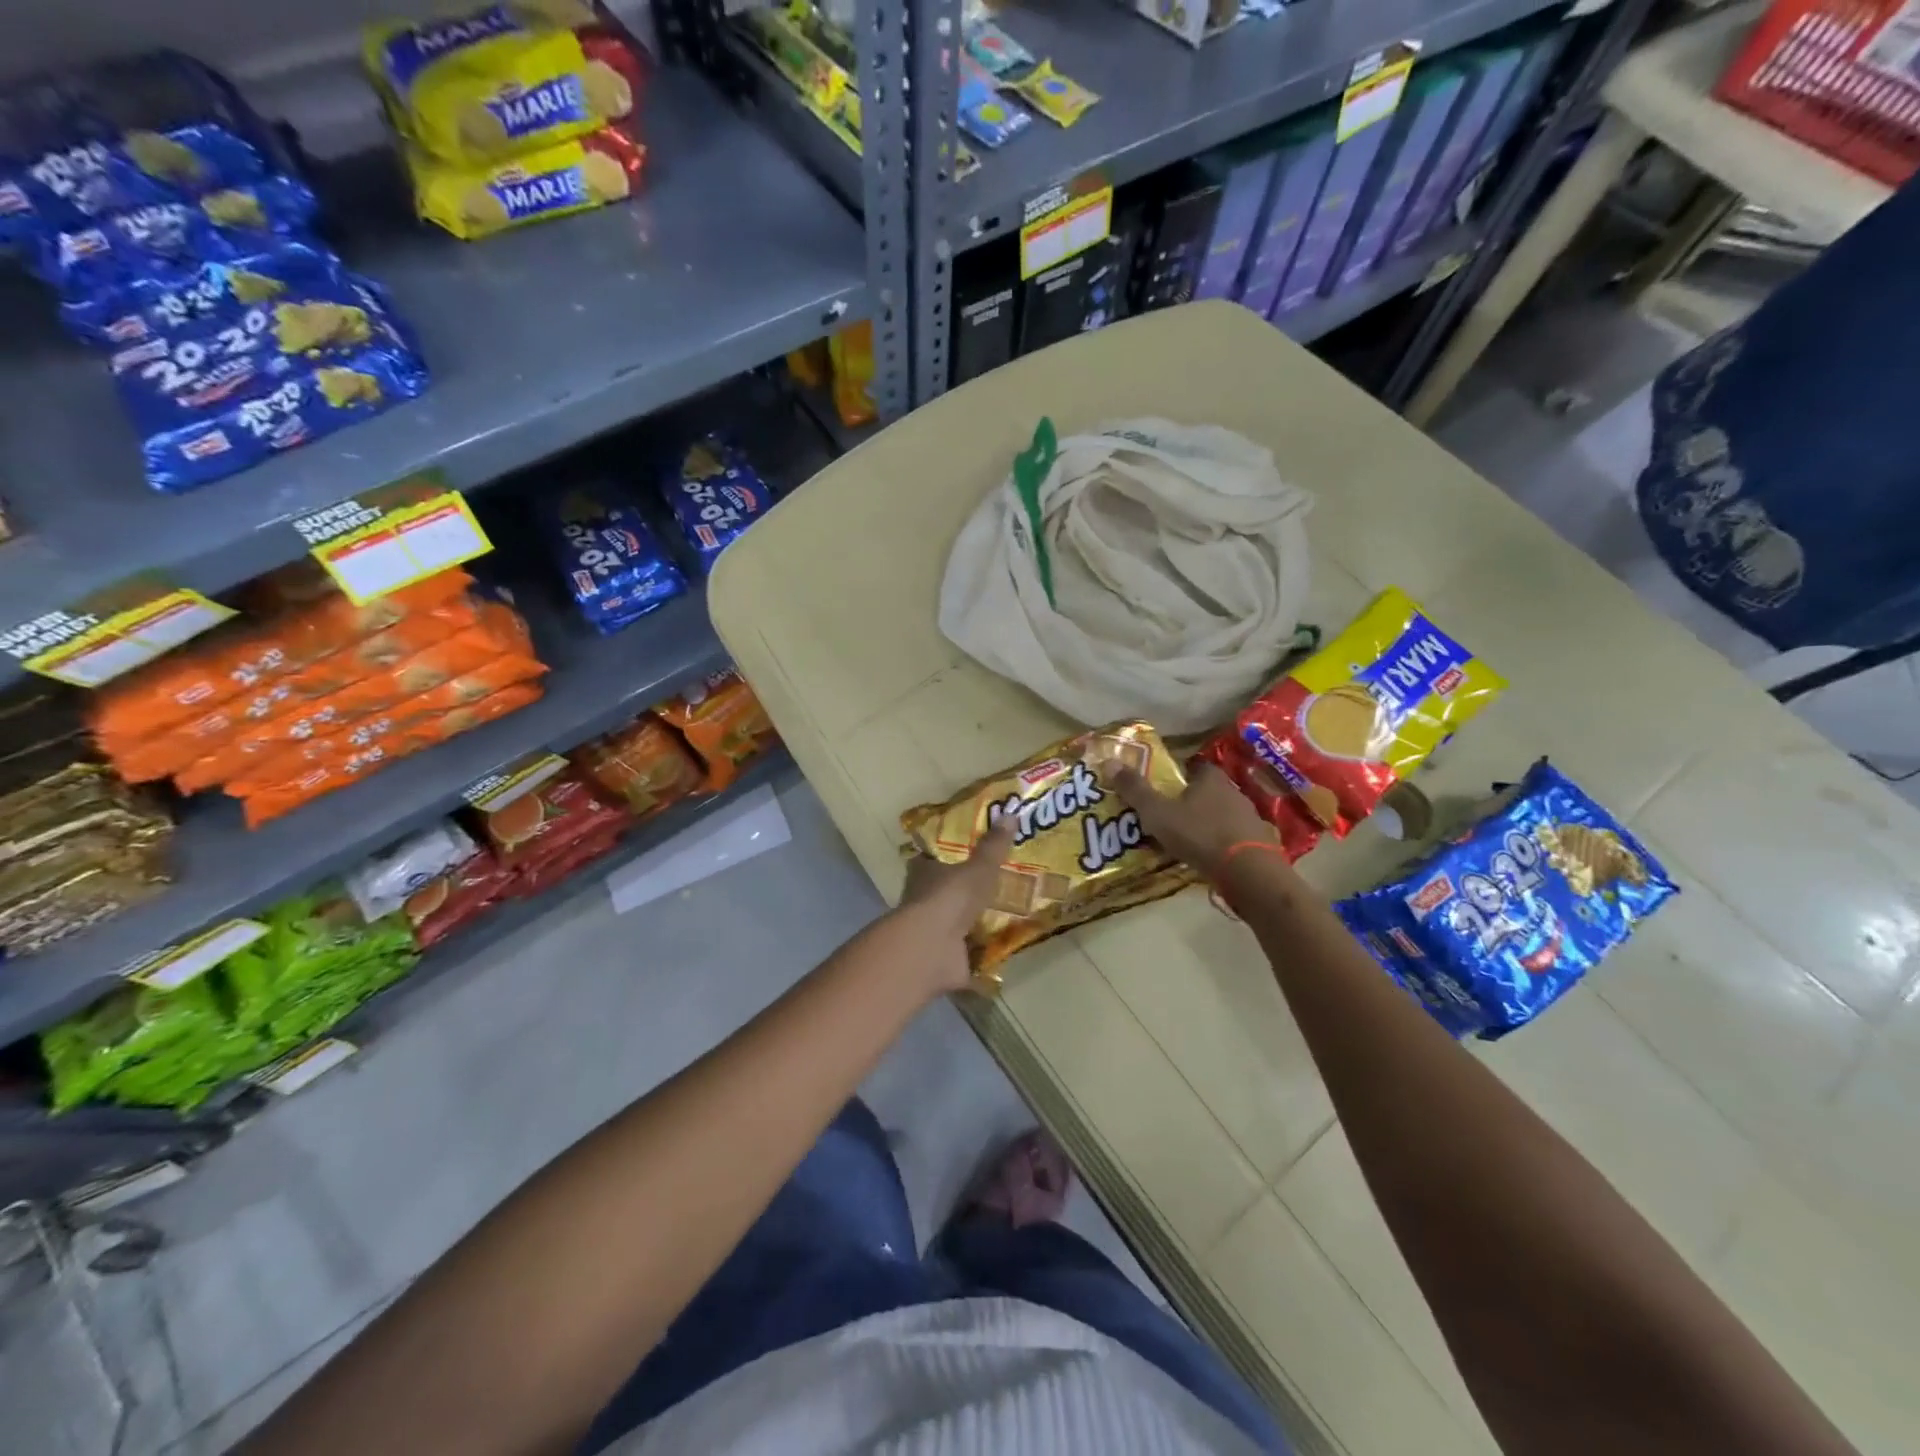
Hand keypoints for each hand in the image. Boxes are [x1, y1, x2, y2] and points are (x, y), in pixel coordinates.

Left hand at [895, 817, 1016, 992]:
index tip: (966, 855)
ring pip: (953, 923)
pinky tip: (1000, 951)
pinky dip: (979, 954)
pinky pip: (966, 953)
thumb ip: (993, 847)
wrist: (933, 947)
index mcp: (924, 873)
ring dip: (971, 923)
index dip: (945, 857)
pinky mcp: (943, 958)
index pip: (930, 860)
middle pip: (943, 892)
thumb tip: (1010, 814)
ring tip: (1002, 918)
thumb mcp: (979, 868)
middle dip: (963, 892)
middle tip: (993, 887)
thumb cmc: (951, 897)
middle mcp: (923, 900)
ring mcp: (931, 932)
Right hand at [1113, 761, 1277, 879]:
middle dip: (1192, 801)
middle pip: (1209, 791)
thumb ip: (1135, 790)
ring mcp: (1250, 818)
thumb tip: (1109, 762)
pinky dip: (1223, 844)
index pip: (1194, 767)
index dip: (1179, 775)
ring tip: (1187, 839)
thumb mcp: (1158, 813)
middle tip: (1170, 815)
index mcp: (1210, 779)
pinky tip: (1210, 857)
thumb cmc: (1200, 835)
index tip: (1164, 788)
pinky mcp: (1259, 843)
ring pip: (1223, 815)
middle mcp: (1234, 792)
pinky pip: (1235, 838)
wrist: (1249, 872)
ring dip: (1208, 823)